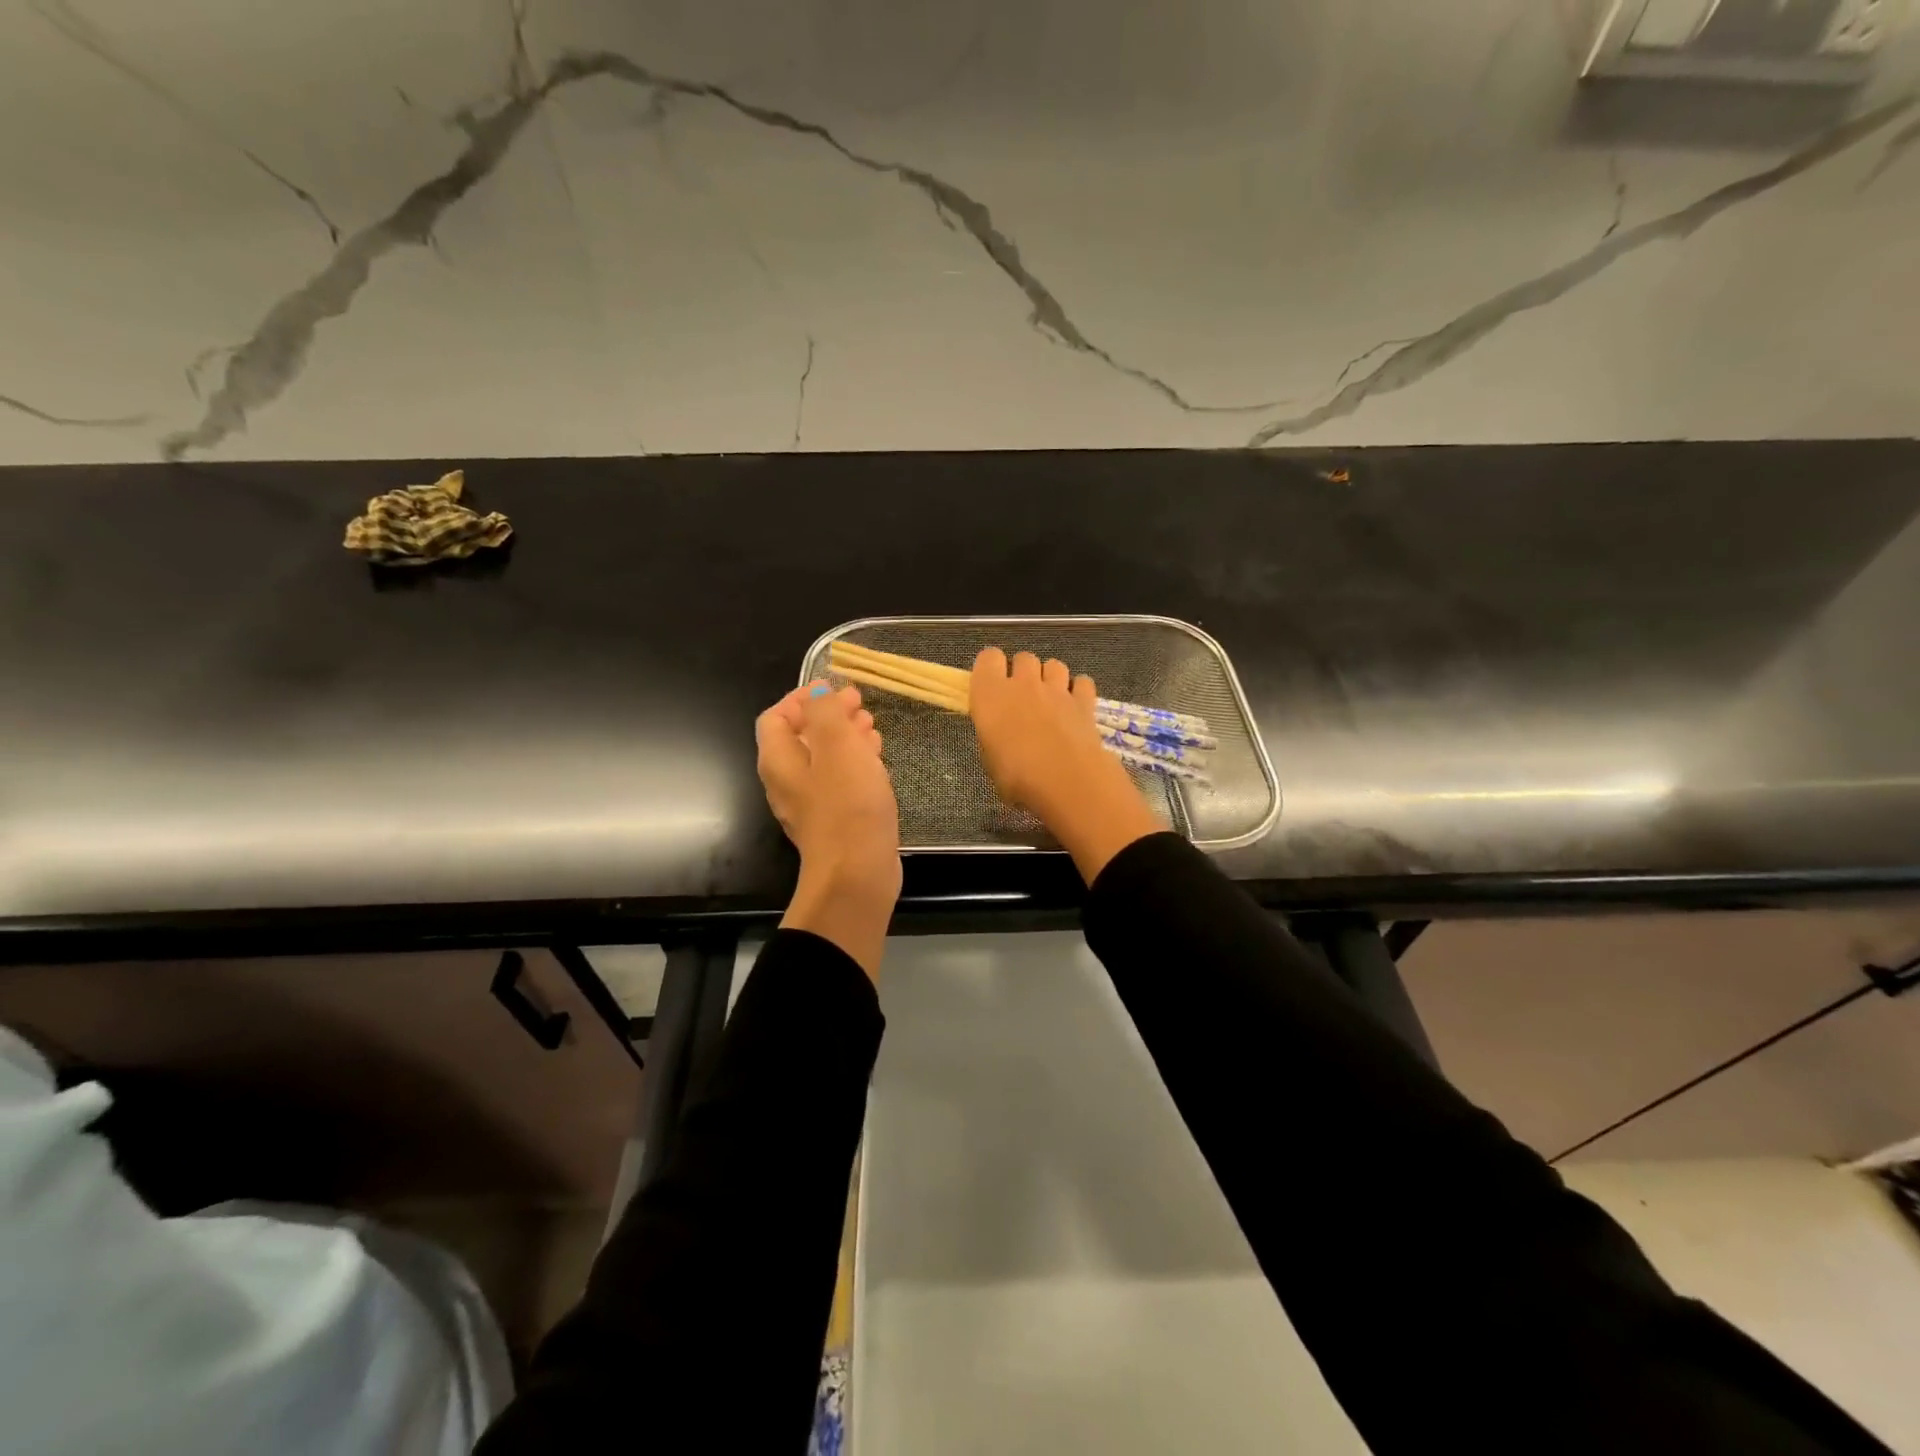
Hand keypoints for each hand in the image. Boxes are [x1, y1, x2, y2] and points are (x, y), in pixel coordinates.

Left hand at [757, 682, 901, 977]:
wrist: (857, 874)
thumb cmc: (846, 805)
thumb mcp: (837, 746)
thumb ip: (825, 711)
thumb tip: (819, 691)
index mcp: (779, 760)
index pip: (776, 716)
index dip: (802, 697)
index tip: (835, 688)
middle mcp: (787, 782)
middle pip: (801, 737)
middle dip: (830, 716)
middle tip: (860, 705)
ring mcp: (810, 805)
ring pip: (823, 760)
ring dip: (846, 739)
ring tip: (873, 728)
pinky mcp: (834, 822)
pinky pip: (839, 783)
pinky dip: (855, 765)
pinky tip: (877, 763)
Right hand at [969, 648, 1162, 882]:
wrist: (1066, 781)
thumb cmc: (1017, 776)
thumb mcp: (990, 760)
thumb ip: (994, 736)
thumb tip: (1002, 734)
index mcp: (991, 694)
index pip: (988, 657)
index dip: (990, 668)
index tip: (991, 686)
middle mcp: (1023, 684)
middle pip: (1023, 658)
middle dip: (1023, 672)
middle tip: (1022, 697)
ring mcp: (1057, 689)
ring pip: (1054, 665)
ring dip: (1051, 678)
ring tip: (1051, 700)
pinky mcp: (1084, 701)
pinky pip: (1082, 682)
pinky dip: (1079, 690)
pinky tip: (1075, 707)